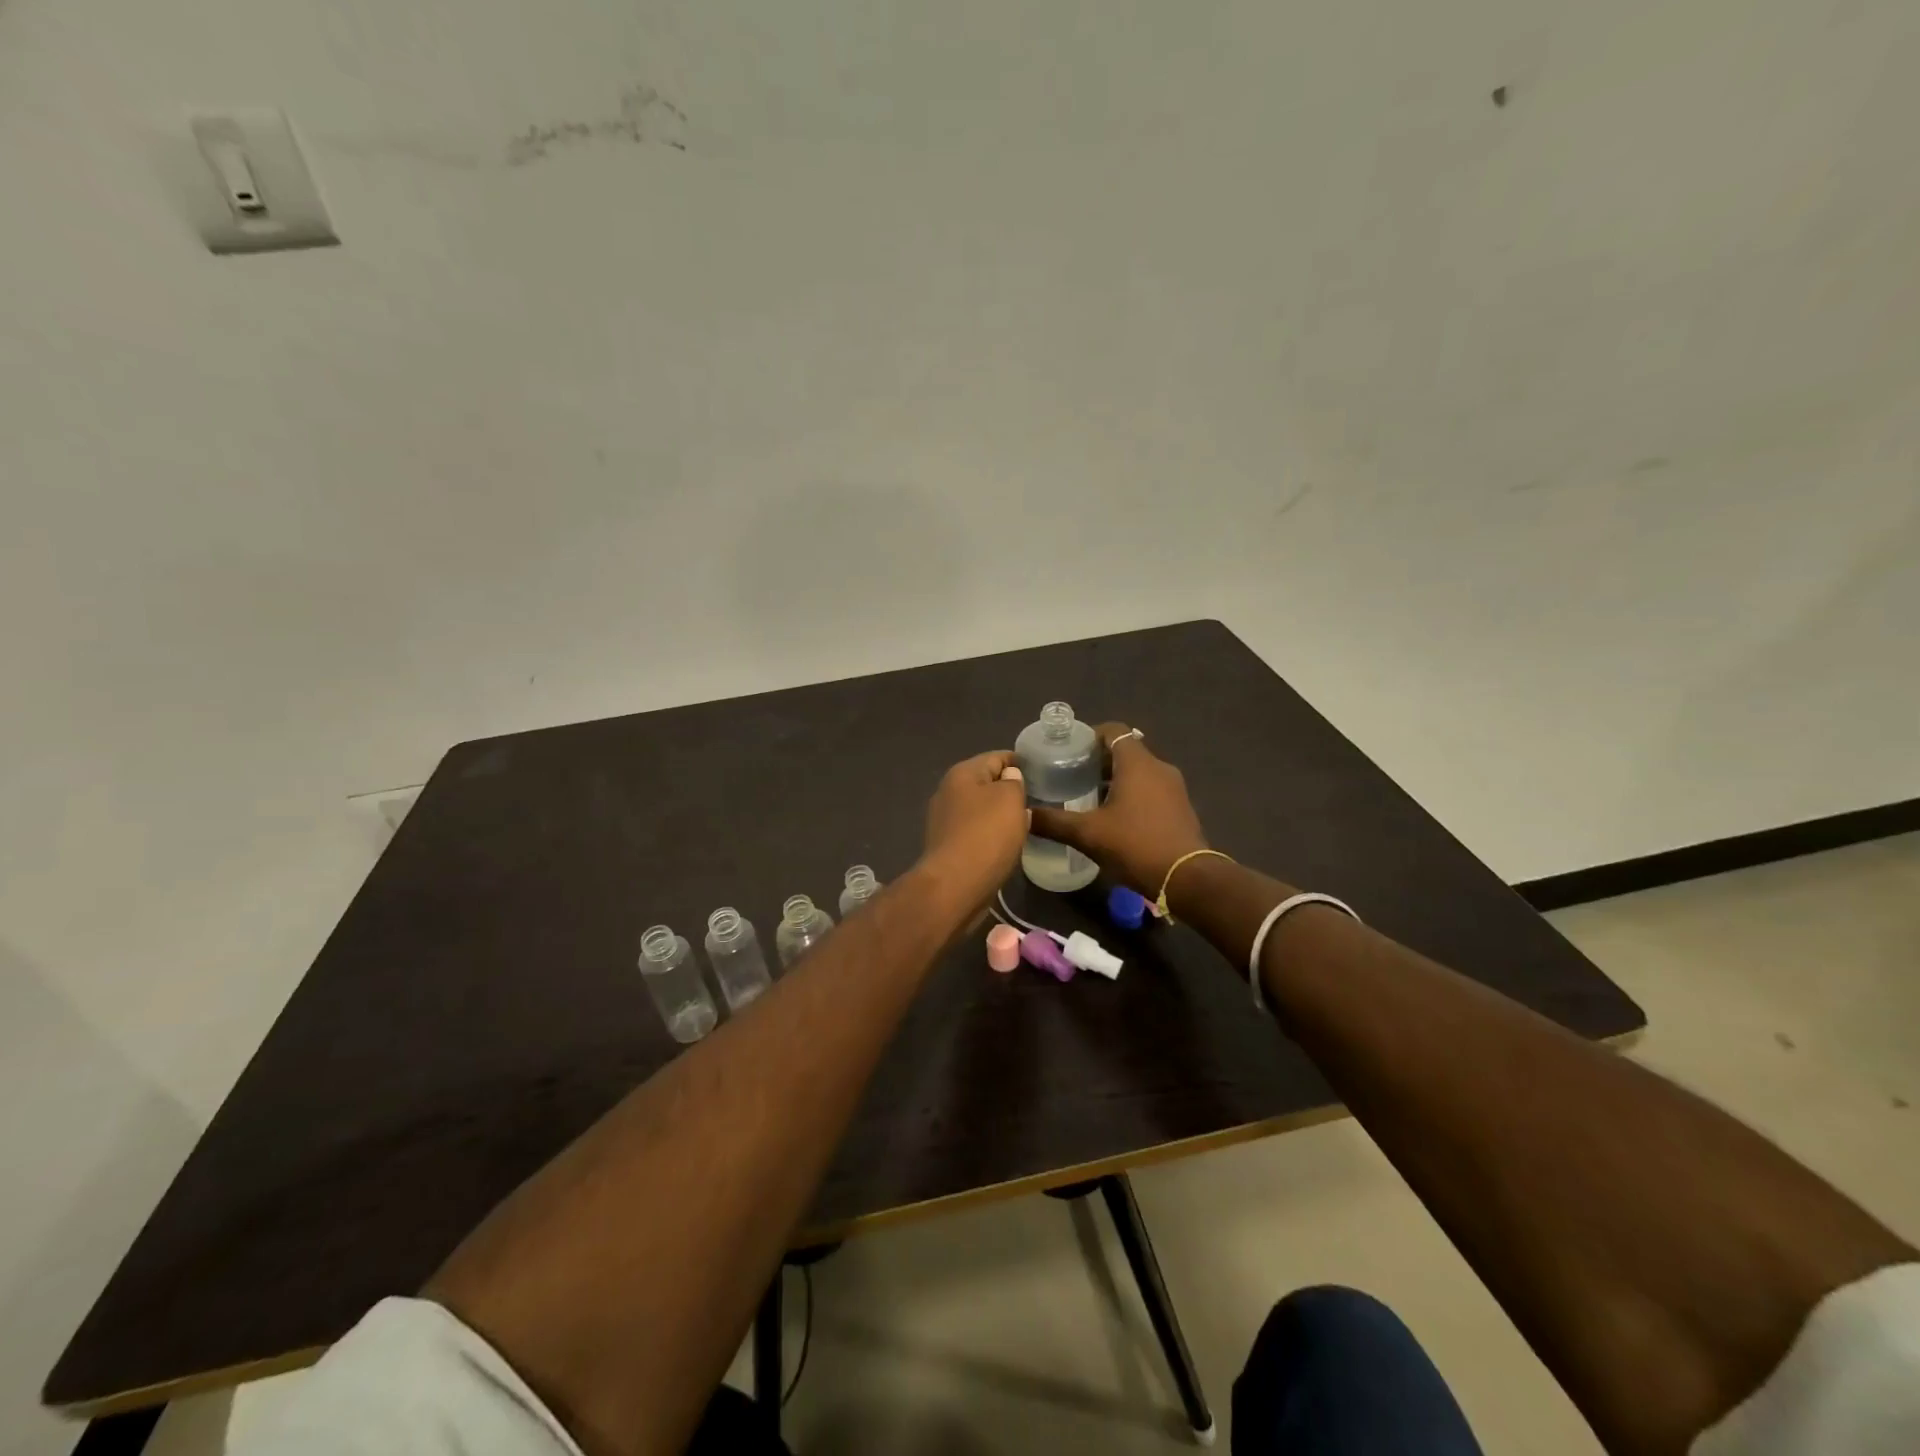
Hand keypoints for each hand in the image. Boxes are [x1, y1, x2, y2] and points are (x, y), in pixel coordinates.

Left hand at [921, 750, 1030, 907]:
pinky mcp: (948, 846)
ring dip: (1001, 814)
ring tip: (1027, 822)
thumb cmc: (986, 835)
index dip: (1019, 762)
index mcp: (962, 774)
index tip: (1042, 772)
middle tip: (1037, 799)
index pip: (996, 757)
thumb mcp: (1010, 799)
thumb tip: (1009, 777)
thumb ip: (1014, 782)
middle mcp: (948, 792)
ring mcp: (945, 821)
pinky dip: (992, 834)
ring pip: (981, 809)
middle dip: (1010, 790)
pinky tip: (1007, 844)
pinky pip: (976, 832)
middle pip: (986, 783)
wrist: (955, 886)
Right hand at [1029, 723, 1207, 896]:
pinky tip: (1113, 817)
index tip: (1067, 752)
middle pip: (1124, 750)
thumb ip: (1053, 822)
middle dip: (1097, 760)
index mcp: (1137, 763)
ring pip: (1138, 771)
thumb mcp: (1088, 834)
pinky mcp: (1180, 807)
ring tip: (1087, 797)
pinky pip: (1150, 788)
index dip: (1088, 736)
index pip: (1112, 730)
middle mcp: (1158, 767)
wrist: (1187, 879)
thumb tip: (1022, 814)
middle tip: (1070, 776)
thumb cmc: (1136, 846)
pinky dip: (1131, 793)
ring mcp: (1173, 787)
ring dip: (1114, 778)